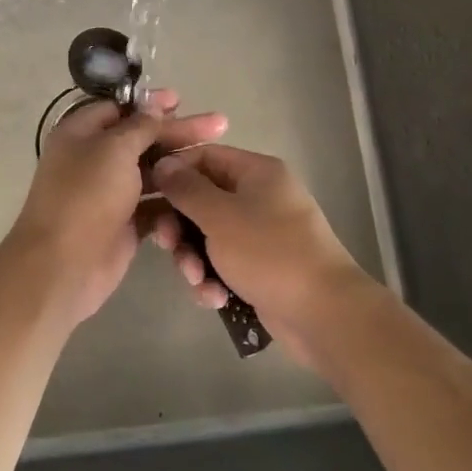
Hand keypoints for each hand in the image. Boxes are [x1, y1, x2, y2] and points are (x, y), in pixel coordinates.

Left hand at [0, 90, 226, 329]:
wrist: (64, 266)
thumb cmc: (86, 196)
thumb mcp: (114, 149)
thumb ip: (139, 127)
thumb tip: (154, 107)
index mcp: (81, 134)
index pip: (119, 109)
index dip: (150, 104)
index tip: (182, 100)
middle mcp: (93, 159)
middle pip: (140, 139)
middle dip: (177, 132)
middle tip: (218, 125)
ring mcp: (109, 193)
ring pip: (151, 171)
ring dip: (179, 165)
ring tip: (215, 158)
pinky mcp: (124, 222)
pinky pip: (153, 204)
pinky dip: (174, 199)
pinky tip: (202, 193)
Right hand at [150, 144, 374, 365]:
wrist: (324, 314)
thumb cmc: (270, 252)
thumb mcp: (220, 216)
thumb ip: (186, 188)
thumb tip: (163, 163)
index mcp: (256, 172)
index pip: (204, 156)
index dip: (173, 172)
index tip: (147, 194)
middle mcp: (260, 197)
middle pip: (203, 200)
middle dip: (180, 227)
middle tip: (167, 246)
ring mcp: (262, 234)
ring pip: (209, 236)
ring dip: (194, 259)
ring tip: (198, 281)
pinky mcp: (262, 268)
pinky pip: (225, 264)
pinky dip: (215, 279)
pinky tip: (215, 298)